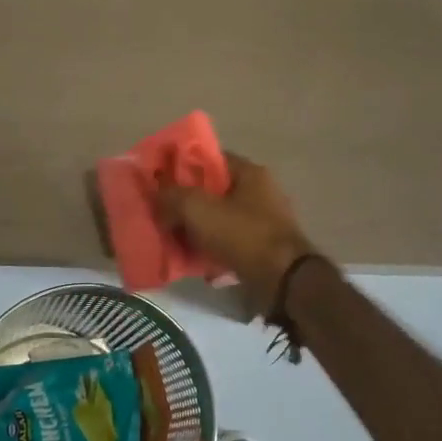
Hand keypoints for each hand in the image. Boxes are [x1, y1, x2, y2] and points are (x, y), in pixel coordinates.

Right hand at [154, 153, 319, 314]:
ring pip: (219, 219)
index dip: (182, 167)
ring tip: (172, 240)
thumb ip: (172, 196)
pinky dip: (211, 249)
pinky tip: (193, 261)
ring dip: (196, 229)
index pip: (210, 159)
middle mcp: (260, 192)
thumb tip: (158, 195)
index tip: (160, 181)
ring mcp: (263, 221)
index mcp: (250, 173)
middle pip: (213, 191)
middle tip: (162, 214)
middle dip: (186, 203)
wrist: (283, 281)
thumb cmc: (243, 235)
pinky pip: (228, 242)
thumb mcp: (199, 209)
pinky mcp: (262, 248)